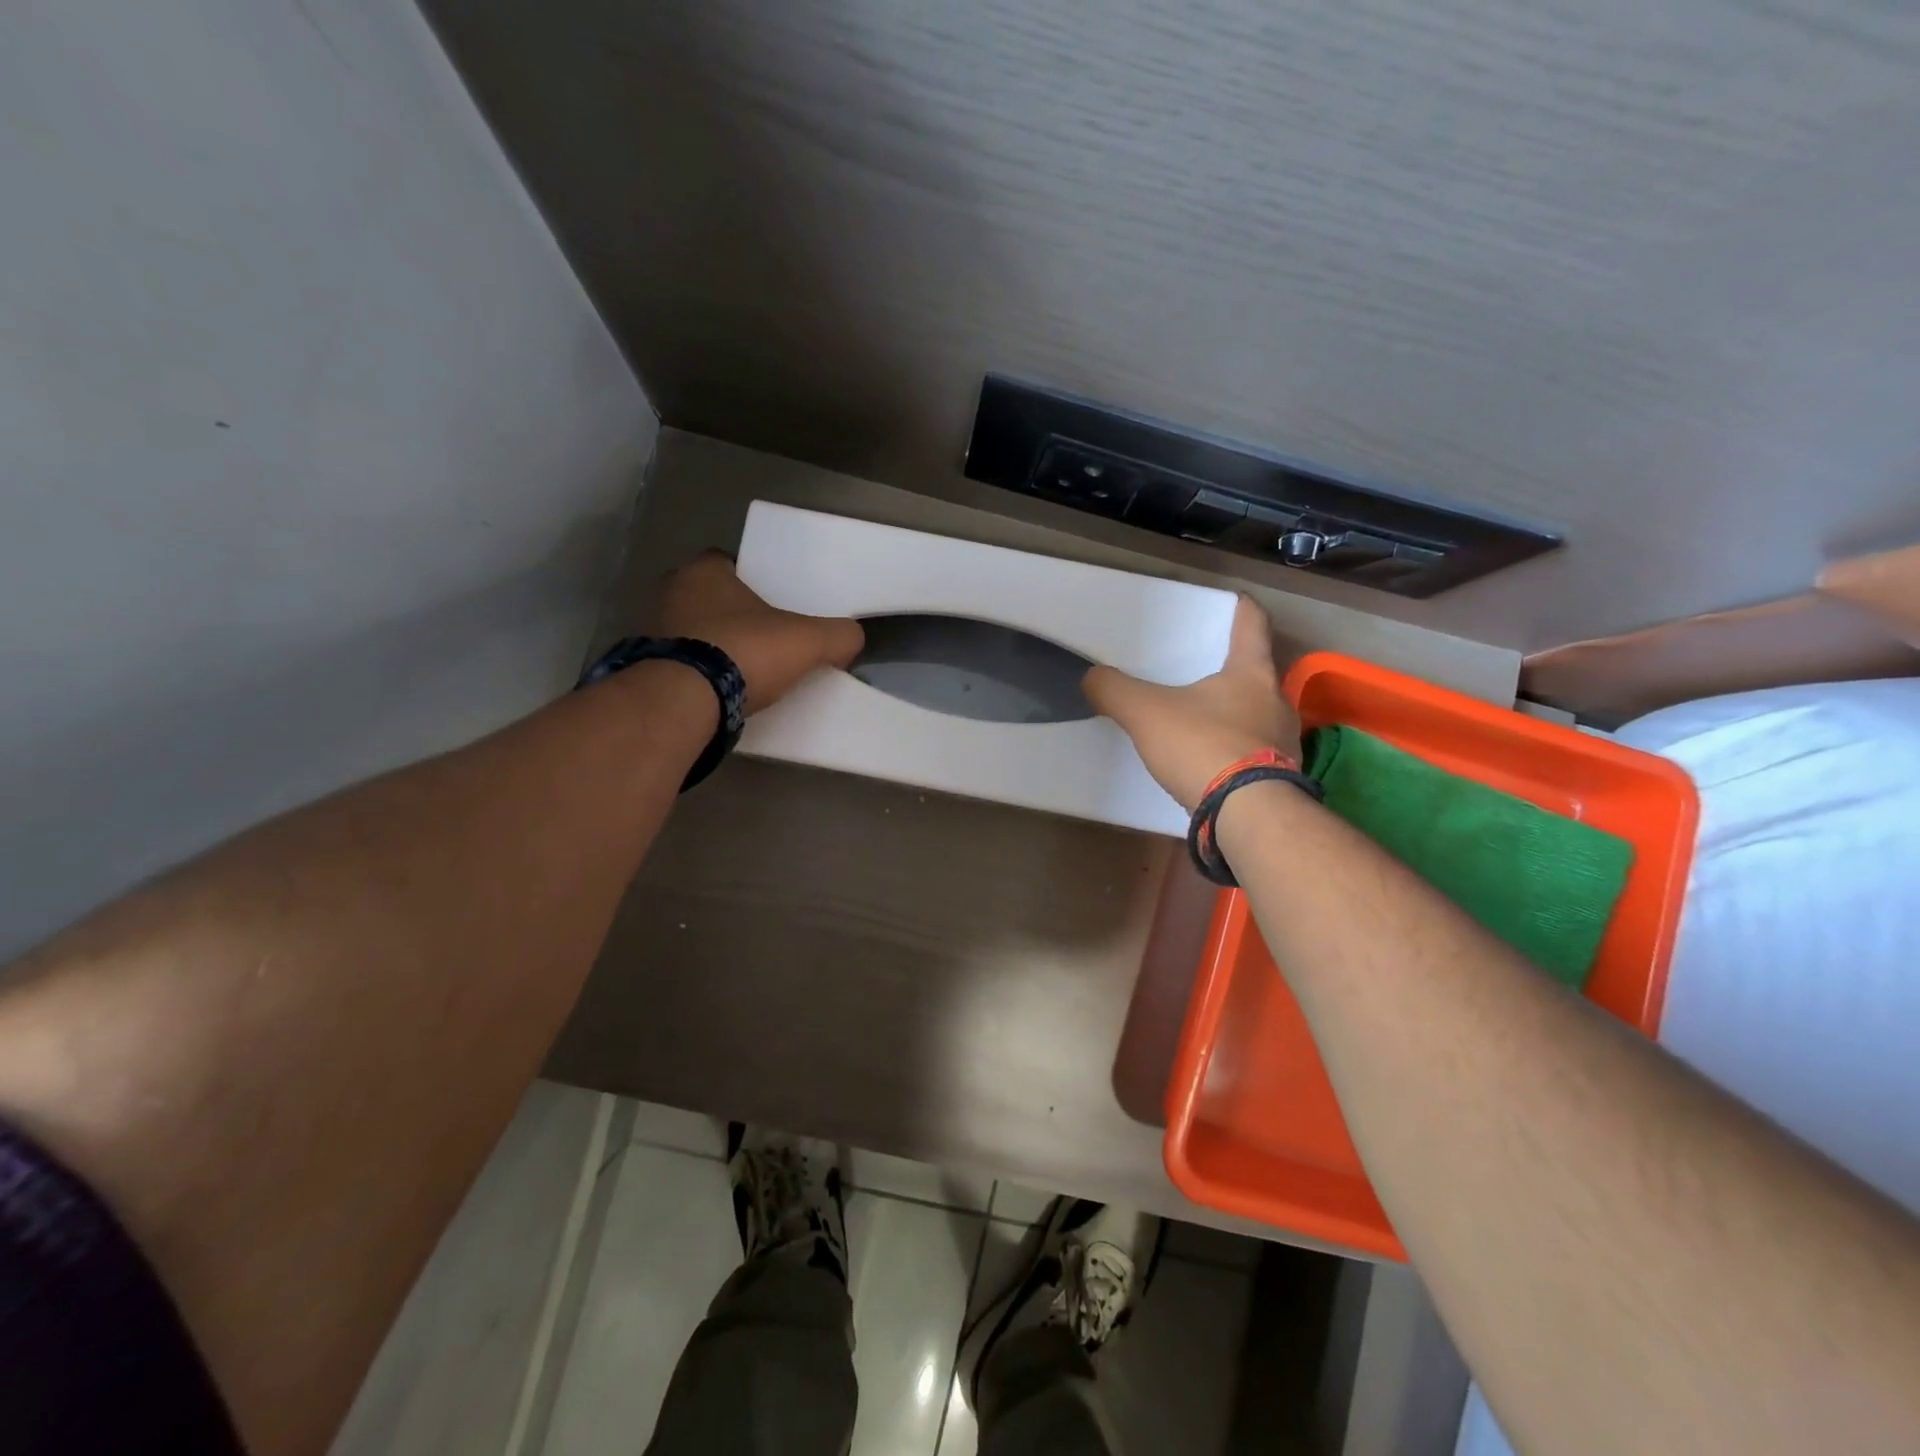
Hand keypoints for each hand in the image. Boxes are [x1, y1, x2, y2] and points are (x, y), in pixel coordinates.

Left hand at [652, 552, 864, 712]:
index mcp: (703, 571)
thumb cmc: (746, 651)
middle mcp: (669, 593)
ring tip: (743, 670)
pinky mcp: (645, 670)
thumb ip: (838, 635)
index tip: (773, 604)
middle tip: (763, 638)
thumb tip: (852, 638)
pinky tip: (719, 694)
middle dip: (732, 615)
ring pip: (690, 632)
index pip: (728, 562)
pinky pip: (678, 666)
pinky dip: (696, 676)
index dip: (752, 580)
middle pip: (708, 598)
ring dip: (712, 647)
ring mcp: (650, 632)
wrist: (686, 701)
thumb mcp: (808, 641)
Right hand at [1083, 595, 1302, 811]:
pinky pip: (1255, 752)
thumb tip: (1090, 677)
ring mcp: (1284, 743)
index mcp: (1252, 674)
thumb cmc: (1204, 747)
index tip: (1235, 599)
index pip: (1253, 625)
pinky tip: (1212, 762)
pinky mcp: (1281, 778)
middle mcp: (1277, 702)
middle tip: (1204, 670)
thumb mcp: (1146, 713)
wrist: (1248, 816)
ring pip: (1258, 715)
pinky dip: (1235, 750)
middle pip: (1257, 673)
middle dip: (1233, 670)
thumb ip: (1114, 690)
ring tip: (1204, 720)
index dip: (1241, 609)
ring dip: (1235, 713)